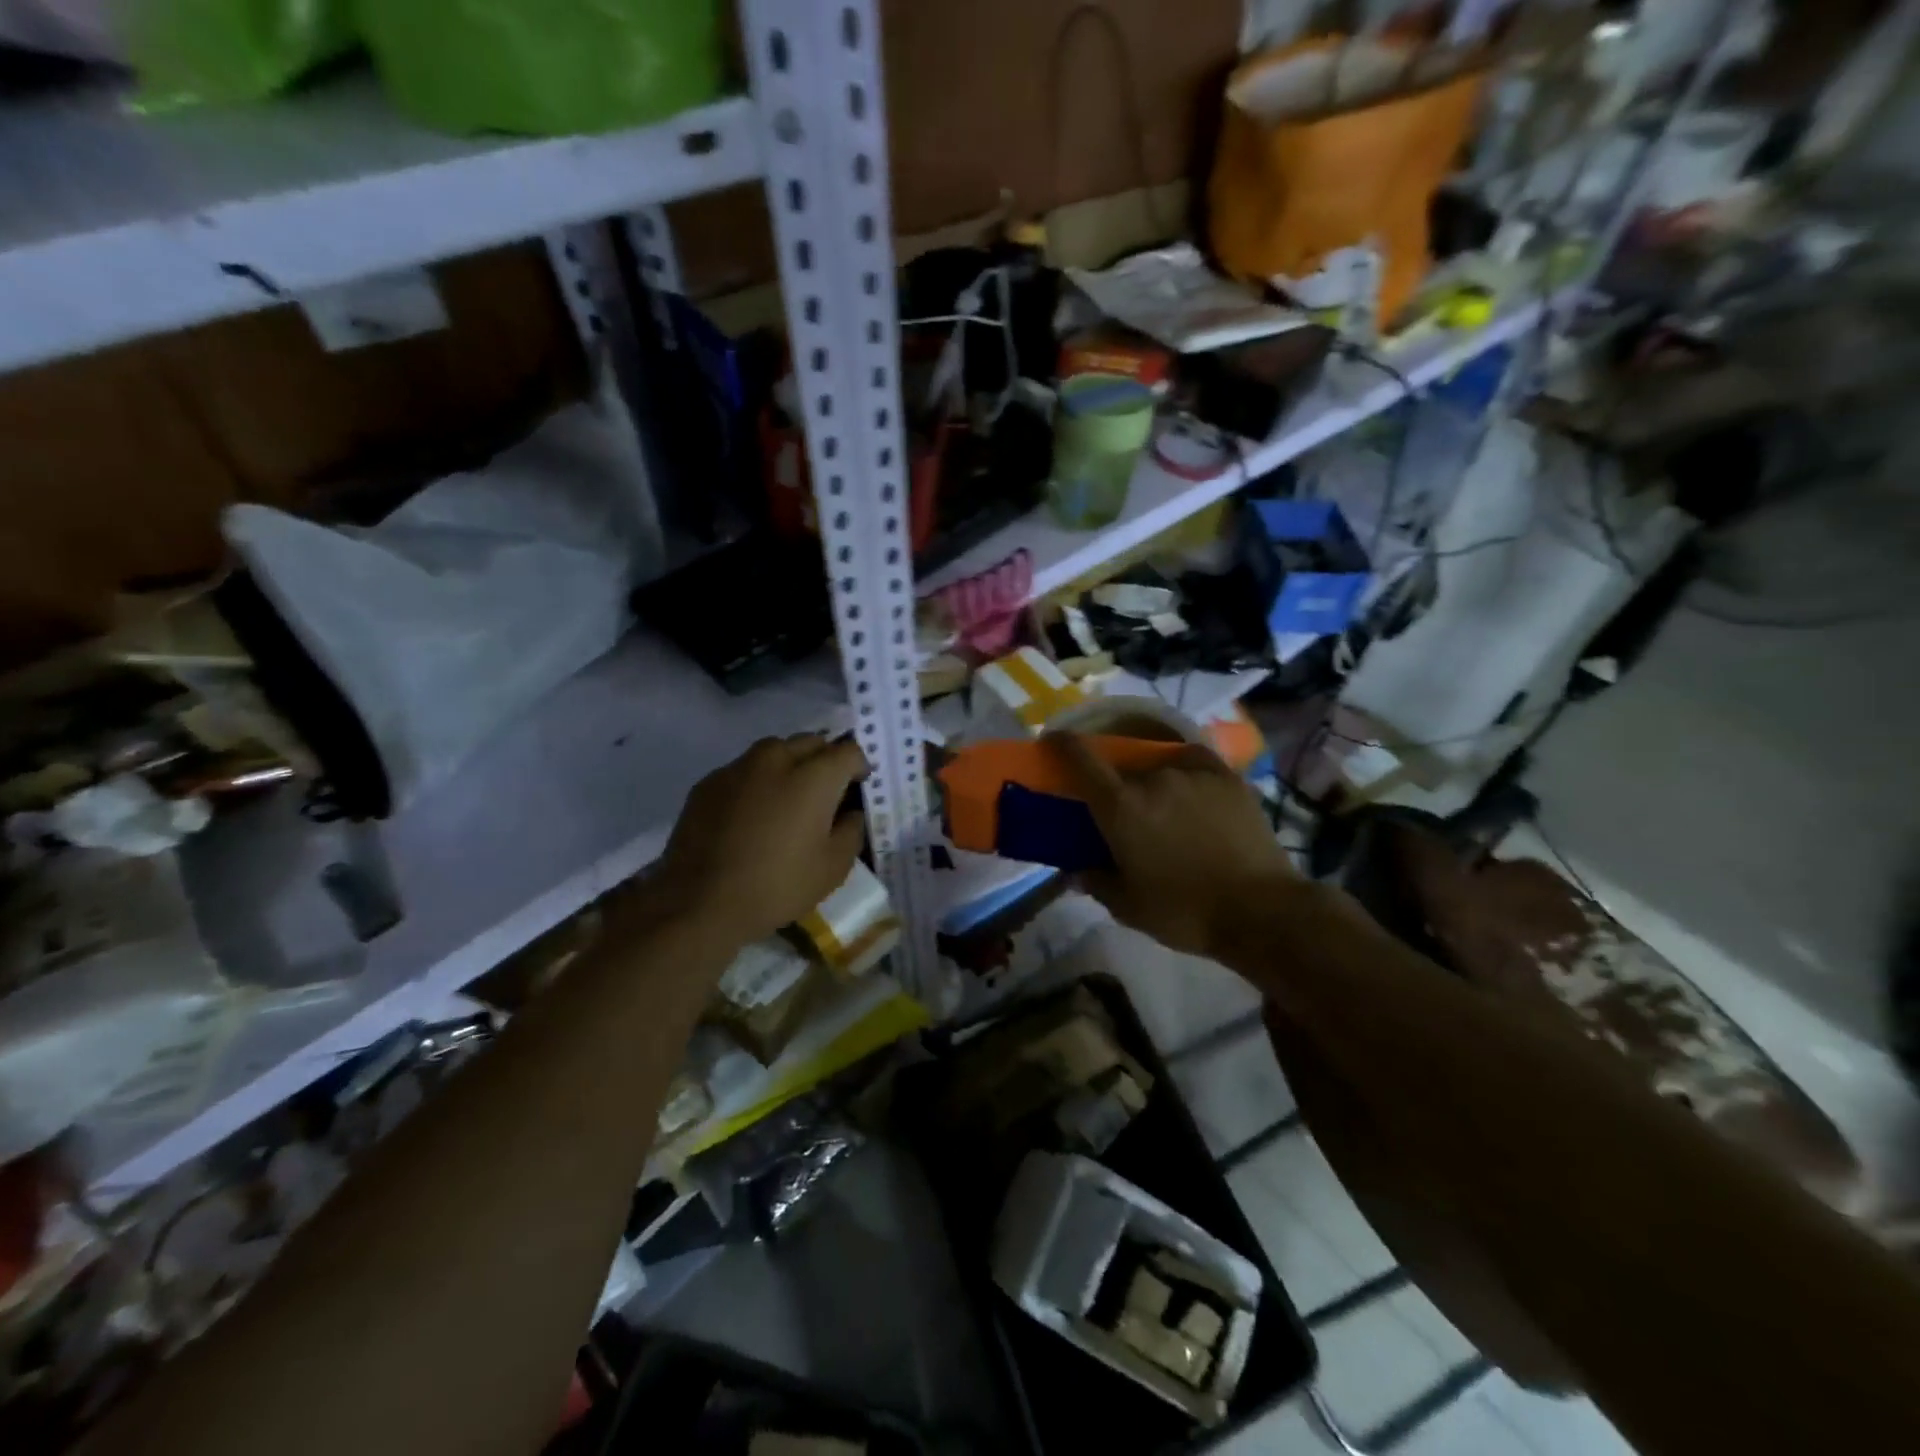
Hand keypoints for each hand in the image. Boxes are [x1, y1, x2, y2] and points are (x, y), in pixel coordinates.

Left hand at [658, 734, 869, 943]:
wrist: (699, 903)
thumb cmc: (777, 886)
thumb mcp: (833, 868)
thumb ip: (852, 830)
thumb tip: (850, 812)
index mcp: (814, 777)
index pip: (848, 750)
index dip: (859, 767)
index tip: (857, 789)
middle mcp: (777, 759)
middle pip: (812, 742)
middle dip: (825, 759)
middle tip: (826, 792)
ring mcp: (738, 767)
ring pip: (775, 750)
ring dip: (790, 764)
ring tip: (787, 797)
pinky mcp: (708, 782)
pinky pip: (744, 769)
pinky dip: (757, 781)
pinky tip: (751, 813)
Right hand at [1047, 732, 1295, 957]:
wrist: (1260, 911)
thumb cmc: (1185, 912)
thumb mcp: (1127, 907)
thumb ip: (1095, 881)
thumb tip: (1077, 870)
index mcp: (1120, 806)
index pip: (1080, 758)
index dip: (1062, 744)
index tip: (1052, 741)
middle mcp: (1152, 778)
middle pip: (1122, 769)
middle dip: (1116, 786)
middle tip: (1125, 814)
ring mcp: (1192, 773)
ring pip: (1158, 769)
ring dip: (1153, 785)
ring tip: (1168, 814)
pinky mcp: (1226, 776)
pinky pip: (1193, 762)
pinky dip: (1184, 772)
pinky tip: (1190, 789)